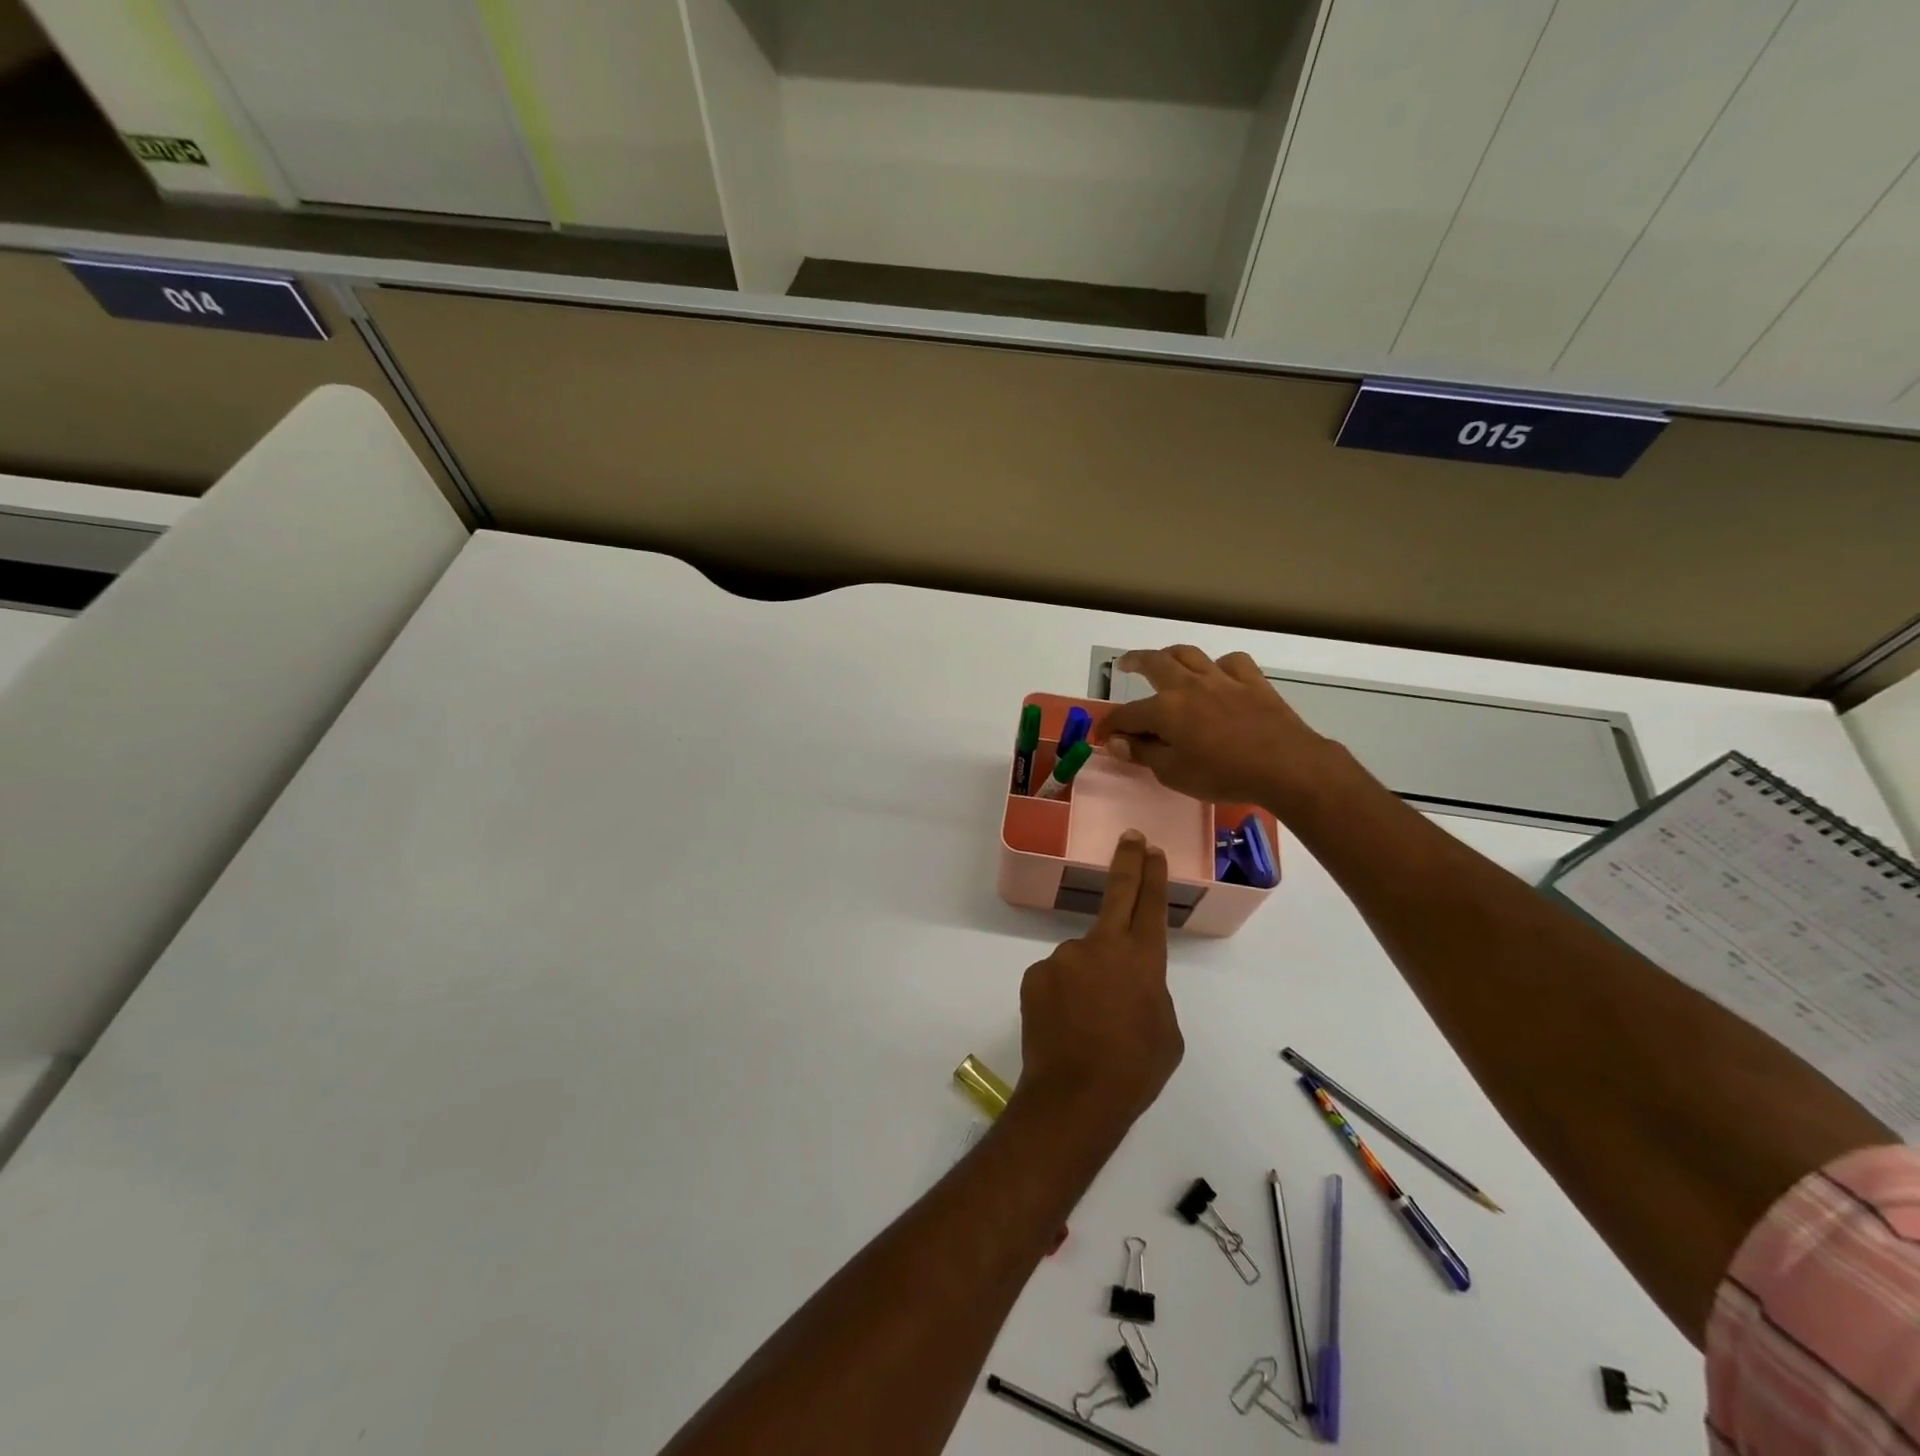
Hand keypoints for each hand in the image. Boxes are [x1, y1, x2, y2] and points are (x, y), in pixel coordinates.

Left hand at [1016, 832, 1181, 1131]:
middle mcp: (1101, 947)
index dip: (1152, 874)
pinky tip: (1065, 1025)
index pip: (1150, 905)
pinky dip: (1063, 995)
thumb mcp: (1165, 1032)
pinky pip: (1056, 978)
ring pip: (1082, 959)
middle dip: (1127, 862)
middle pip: (1117, 894)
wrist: (1075, 1096)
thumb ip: (1150, 992)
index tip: (1152, 849)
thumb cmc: (1135, 1070)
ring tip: (1089, 1024)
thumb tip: (1130, 981)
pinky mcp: (1035, 973)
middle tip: (1131, 838)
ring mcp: (1064, 957)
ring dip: (1088, 979)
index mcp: (1142, 960)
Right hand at [1091, 646, 1331, 810]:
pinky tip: (1219, 674)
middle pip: (1155, 663)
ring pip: (1190, 654)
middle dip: (1134, 661)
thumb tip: (1117, 743)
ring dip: (1172, 654)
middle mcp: (1189, 685)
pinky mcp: (1253, 682)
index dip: (1109, 725)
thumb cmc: (1223, 775)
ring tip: (1165, 659)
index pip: (1126, 714)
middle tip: (1124, 663)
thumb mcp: (1174, 774)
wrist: (1286, 766)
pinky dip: (1220, 666)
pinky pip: (1232, 663)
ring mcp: (1222, 679)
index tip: (1101, 736)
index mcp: (1165, 709)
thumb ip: (1144, 755)